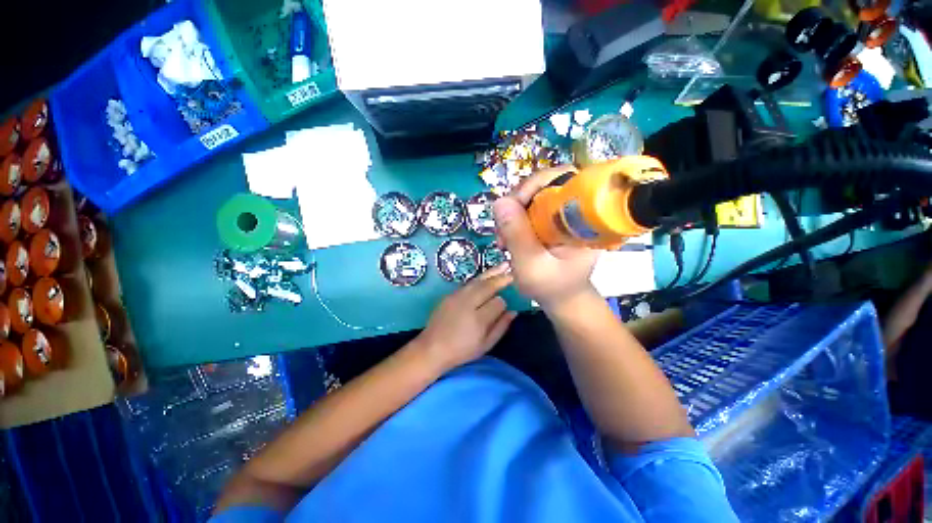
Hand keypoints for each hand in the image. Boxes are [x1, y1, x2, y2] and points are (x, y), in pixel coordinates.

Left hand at [416, 265, 515, 372]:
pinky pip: (468, 283)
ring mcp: (456, 297)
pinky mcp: (449, 295)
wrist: (432, 347)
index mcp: (478, 320)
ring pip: (477, 281)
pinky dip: (479, 278)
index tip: (504, 308)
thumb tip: (514, 312)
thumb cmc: (461, 350)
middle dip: (501, 278)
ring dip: (491, 273)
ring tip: (503, 265)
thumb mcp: (485, 345)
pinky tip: (487, 275)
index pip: (498, 302)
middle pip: (487, 286)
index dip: (503, 303)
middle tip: (512, 271)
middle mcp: (467, 304)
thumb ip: (501, 327)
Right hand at [493, 166, 599, 308]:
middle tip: (503, 229)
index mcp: (583, 218)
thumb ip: (517, 235)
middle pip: (544, 185)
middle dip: (517, 203)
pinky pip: (528, 209)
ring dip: (512, 214)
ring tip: (503, 240)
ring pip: (532, 196)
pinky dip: (513, 221)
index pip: (564, 178)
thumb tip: (500, 201)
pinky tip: (508, 239)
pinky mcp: (551, 220)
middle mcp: (575, 210)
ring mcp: (562, 214)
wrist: (561, 299)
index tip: (513, 208)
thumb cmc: (551, 287)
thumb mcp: (531, 266)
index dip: (535, 185)